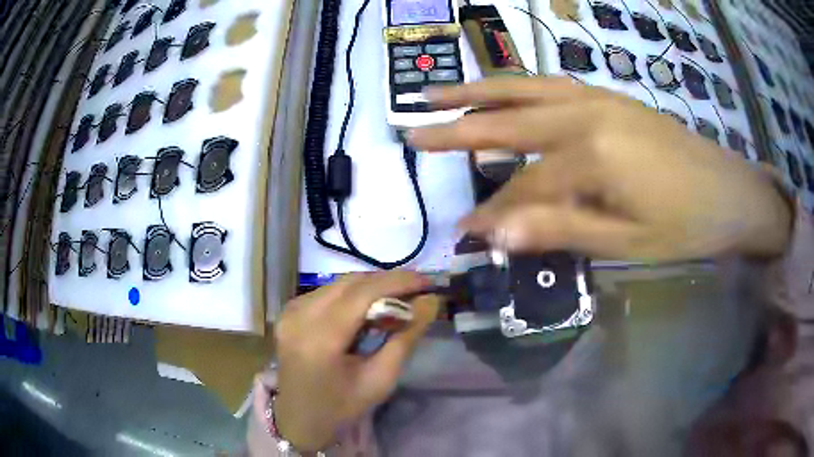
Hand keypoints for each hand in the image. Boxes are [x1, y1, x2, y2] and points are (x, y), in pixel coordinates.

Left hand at [273, 272, 438, 451]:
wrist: (299, 420)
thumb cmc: (342, 407)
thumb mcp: (381, 380)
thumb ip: (406, 338)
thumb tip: (430, 302)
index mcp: (320, 338)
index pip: (363, 293)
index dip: (398, 282)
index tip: (428, 281)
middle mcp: (299, 316)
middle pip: (350, 283)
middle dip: (387, 282)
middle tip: (417, 290)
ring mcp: (290, 312)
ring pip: (338, 284)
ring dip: (370, 288)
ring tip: (398, 300)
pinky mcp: (288, 312)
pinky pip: (326, 292)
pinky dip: (352, 295)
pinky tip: (368, 309)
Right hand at [408, 77, 792, 260]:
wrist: (730, 192)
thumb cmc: (685, 225)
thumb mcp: (625, 243)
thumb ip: (559, 230)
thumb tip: (496, 236)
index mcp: (592, 153)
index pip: (524, 187)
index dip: (492, 213)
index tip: (461, 231)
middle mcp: (587, 112)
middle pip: (509, 118)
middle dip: (457, 128)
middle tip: (412, 130)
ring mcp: (599, 97)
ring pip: (526, 88)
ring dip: (480, 90)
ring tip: (440, 93)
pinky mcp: (611, 97)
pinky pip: (554, 84)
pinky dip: (520, 85)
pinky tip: (505, 89)